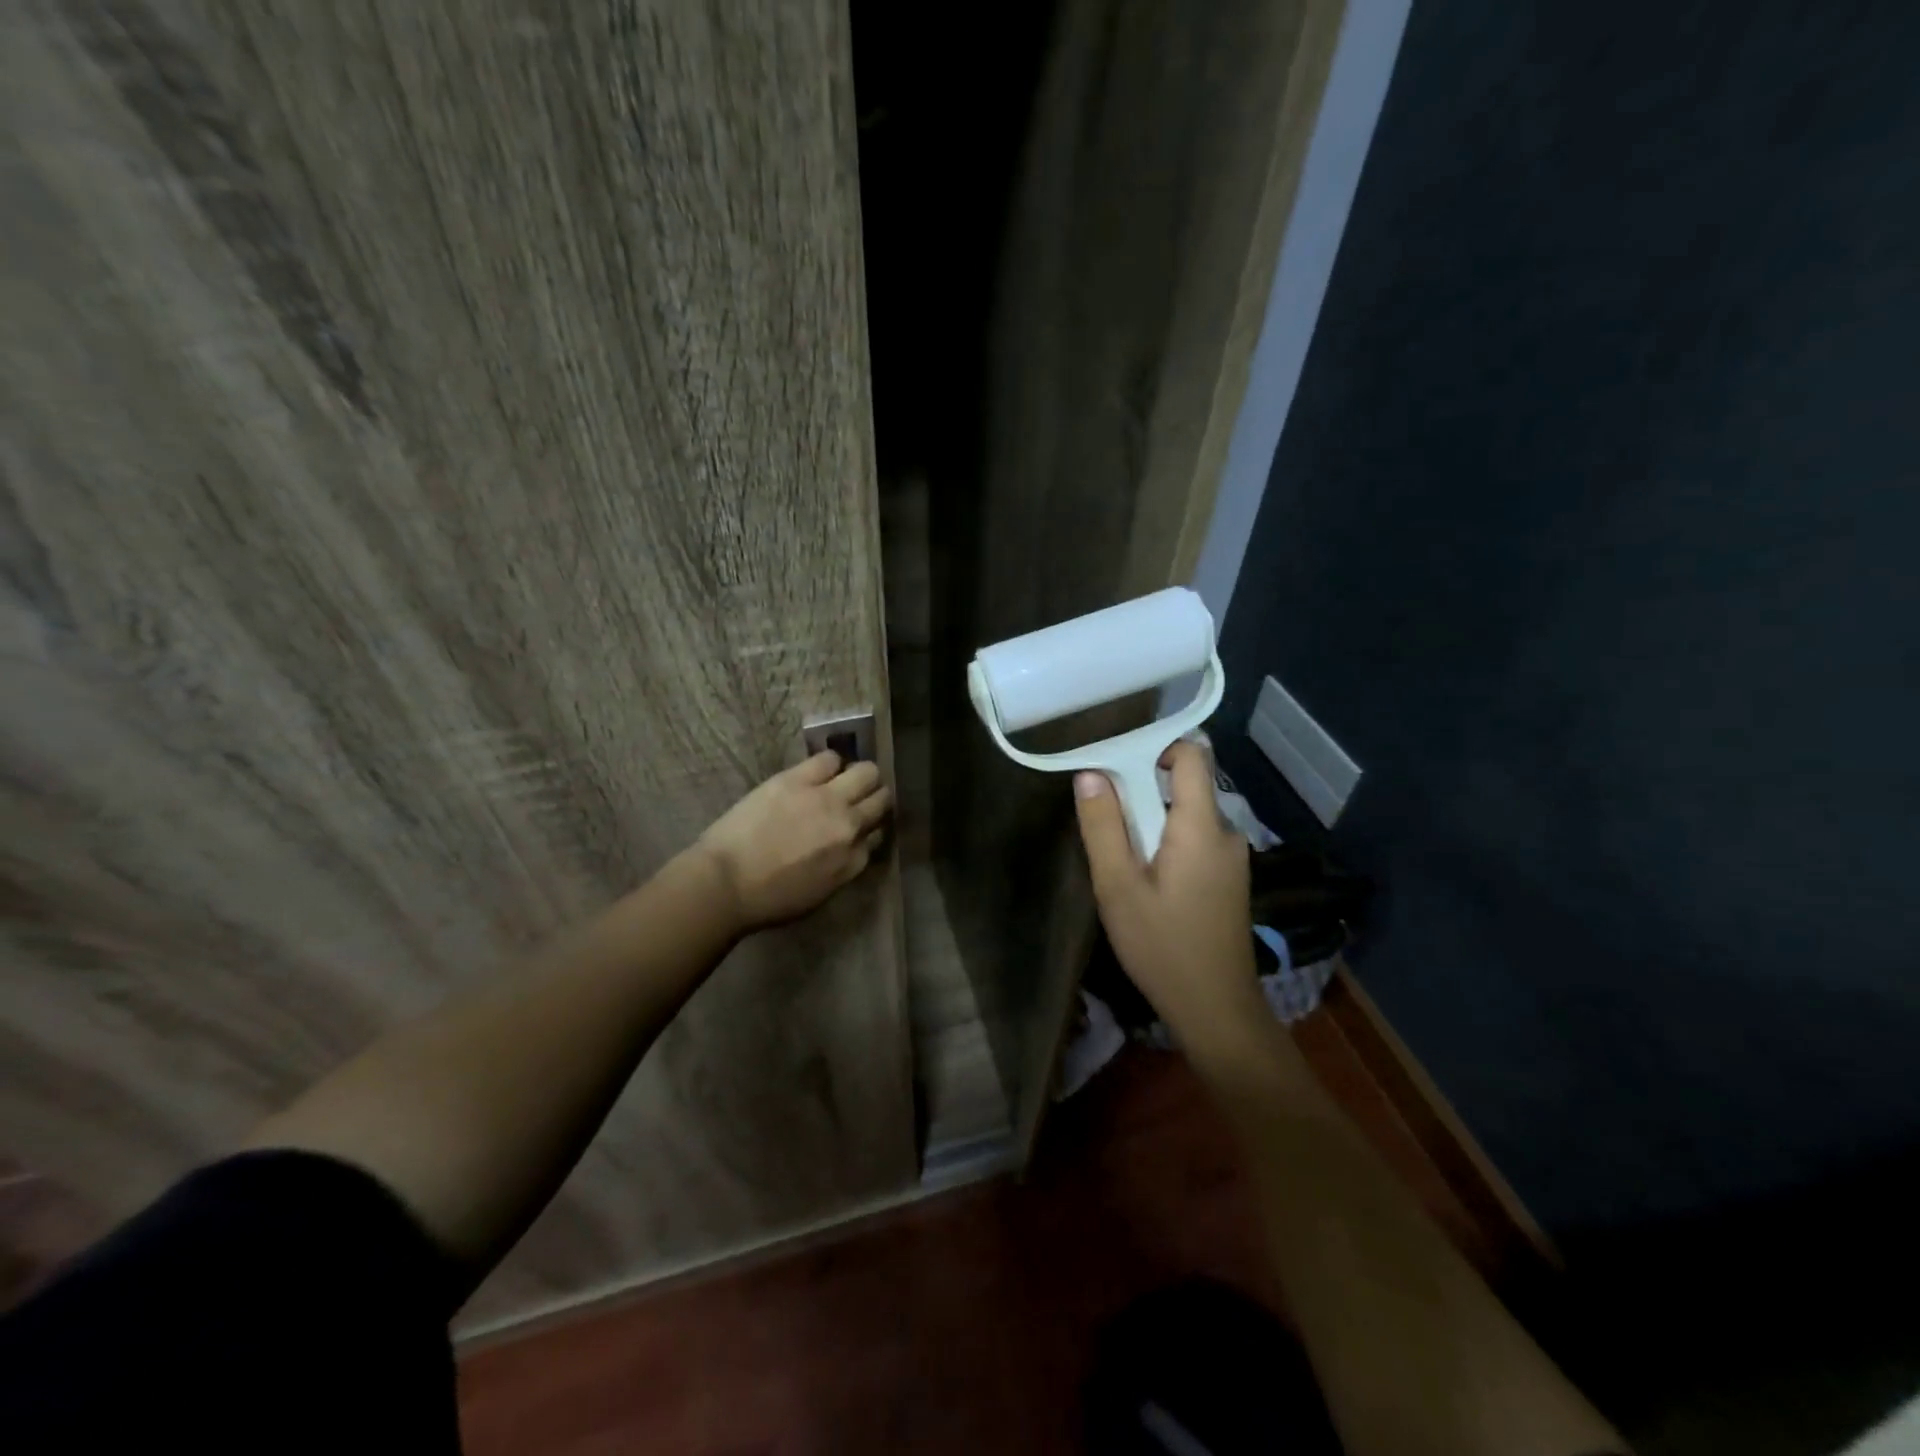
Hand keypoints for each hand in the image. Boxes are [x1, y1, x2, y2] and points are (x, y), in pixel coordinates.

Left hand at [695, 752, 891, 933]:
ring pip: (866, 772)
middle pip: (881, 799)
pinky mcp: (799, 780)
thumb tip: (849, 846)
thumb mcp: (819, 894)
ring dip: (859, 776)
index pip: (879, 834)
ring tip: (843, 779)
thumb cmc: (768, 900)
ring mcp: (826, 799)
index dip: (870, 827)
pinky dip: (830, 763)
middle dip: (874, 797)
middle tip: (858, 797)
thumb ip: (843, 866)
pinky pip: (830, 758)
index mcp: (854, 861)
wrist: (725, 883)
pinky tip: (818, 771)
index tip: (860, 826)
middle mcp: (850, 826)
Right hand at [1074, 741, 1260, 1051]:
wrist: (1216, 1009)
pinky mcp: (1229, 879)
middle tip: (1104, 822)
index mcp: (1201, 825)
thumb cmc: (1163, 946)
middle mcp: (1225, 832)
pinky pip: (1194, 840)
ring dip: (1151, 824)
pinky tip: (1145, 882)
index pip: (1192, 755)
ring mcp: (1231, 858)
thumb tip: (1090, 773)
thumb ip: (1102, 826)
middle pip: (1184, 786)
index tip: (1117, 764)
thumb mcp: (1118, 886)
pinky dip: (1166, 844)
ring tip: (1120, 859)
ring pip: (1185, 816)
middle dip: (1141, 794)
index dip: (1155, 747)